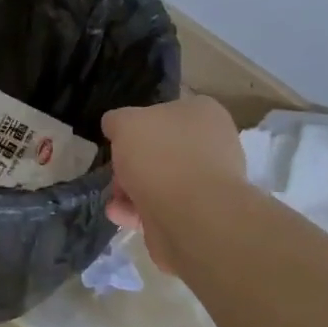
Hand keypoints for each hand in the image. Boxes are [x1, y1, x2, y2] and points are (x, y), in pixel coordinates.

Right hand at [102, 95, 244, 272]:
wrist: (191, 216)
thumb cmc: (160, 155)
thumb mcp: (125, 123)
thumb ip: (117, 120)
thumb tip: (115, 127)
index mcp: (203, 113)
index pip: (166, 110)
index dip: (138, 124)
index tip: (120, 138)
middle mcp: (212, 144)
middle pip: (160, 149)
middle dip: (132, 162)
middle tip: (116, 170)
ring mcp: (207, 182)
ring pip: (159, 180)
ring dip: (131, 189)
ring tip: (115, 198)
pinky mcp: (198, 214)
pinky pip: (162, 207)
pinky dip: (139, 210)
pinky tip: (120, 214)